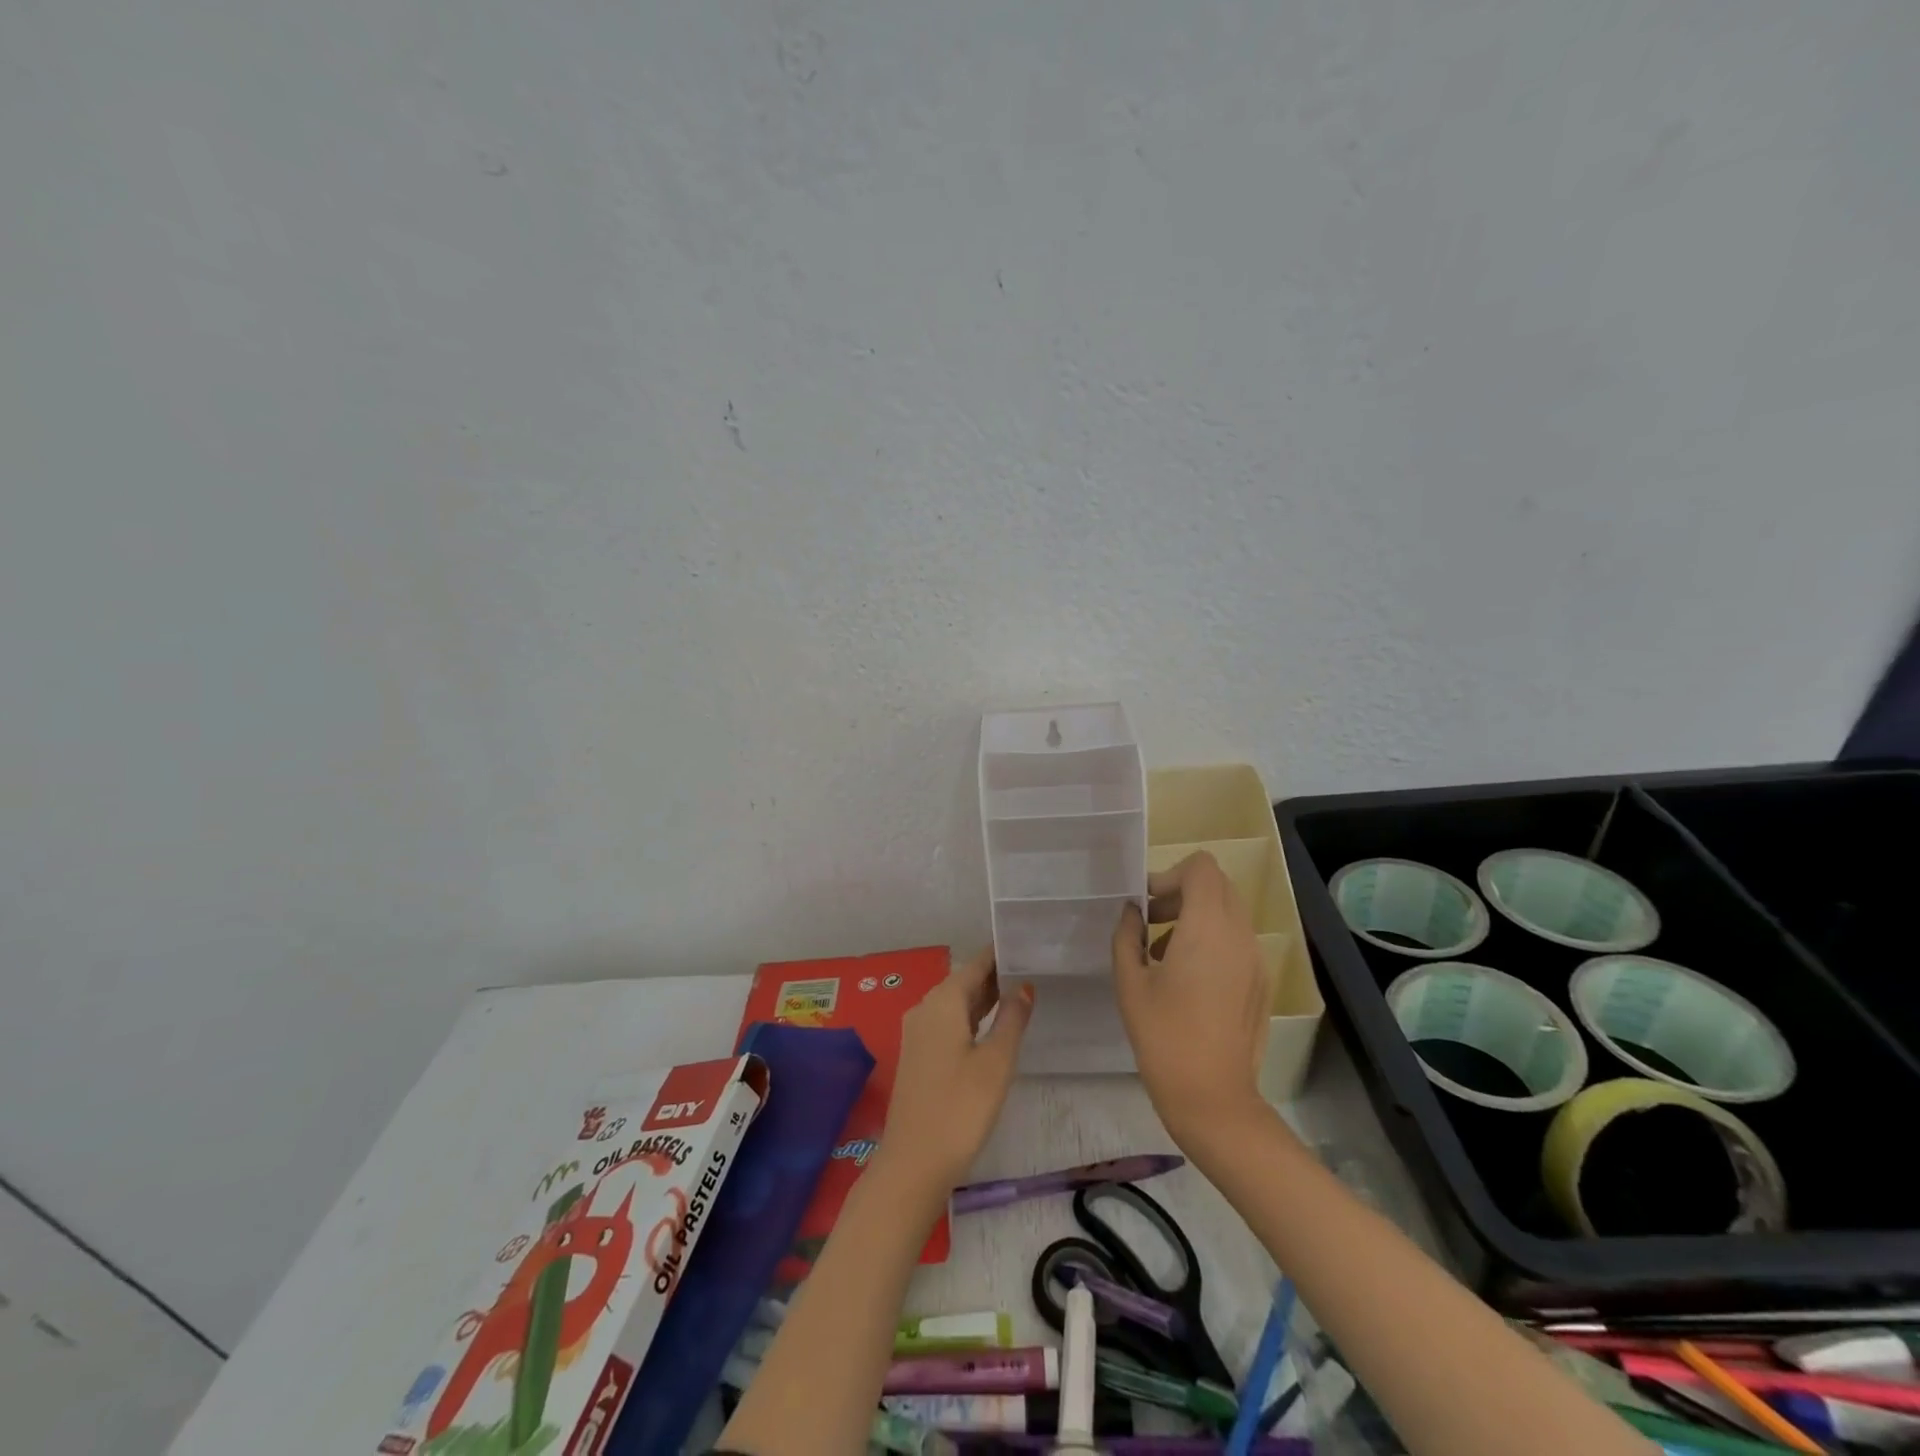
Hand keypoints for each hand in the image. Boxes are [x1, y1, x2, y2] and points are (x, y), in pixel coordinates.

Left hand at [879, 948, 1034, 1190]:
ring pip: (955, 1003)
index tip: (1025, 943)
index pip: (975, 964)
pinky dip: (971, 1017)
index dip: (1000, 954)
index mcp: (942, 1002)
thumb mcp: (997, 1062)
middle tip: (1031, 966)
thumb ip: (1012, 1019)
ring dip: (984, 997)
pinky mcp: (918, 1055)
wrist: (914, 1162)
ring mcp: (918, 1032)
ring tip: (1020, 991)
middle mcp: (925, 1008)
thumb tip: (1024, 986)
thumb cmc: (961, 1108)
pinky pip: (948, 1022)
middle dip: (995, 974)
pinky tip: (992, 1025)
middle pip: (964, 981)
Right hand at [1112, 852, 1271, 1145]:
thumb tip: (1133, 912)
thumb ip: (1127, 936)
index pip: (1201, 868)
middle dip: (1182, 893)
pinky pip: (1238, 939)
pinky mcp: (1261, 981)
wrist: (1212, 1096)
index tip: (1147, 904)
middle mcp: (1239, 934)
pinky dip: (1212, 939)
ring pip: (1229, 912)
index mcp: (1207, 928)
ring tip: (1164, 953)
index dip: (1170, 875)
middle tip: (1151, 922)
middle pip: (1217, 885)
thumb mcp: (1130, 982)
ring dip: (1196, 916)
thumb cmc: (1163, 1036)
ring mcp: (1256, 959)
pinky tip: (1188, 978)